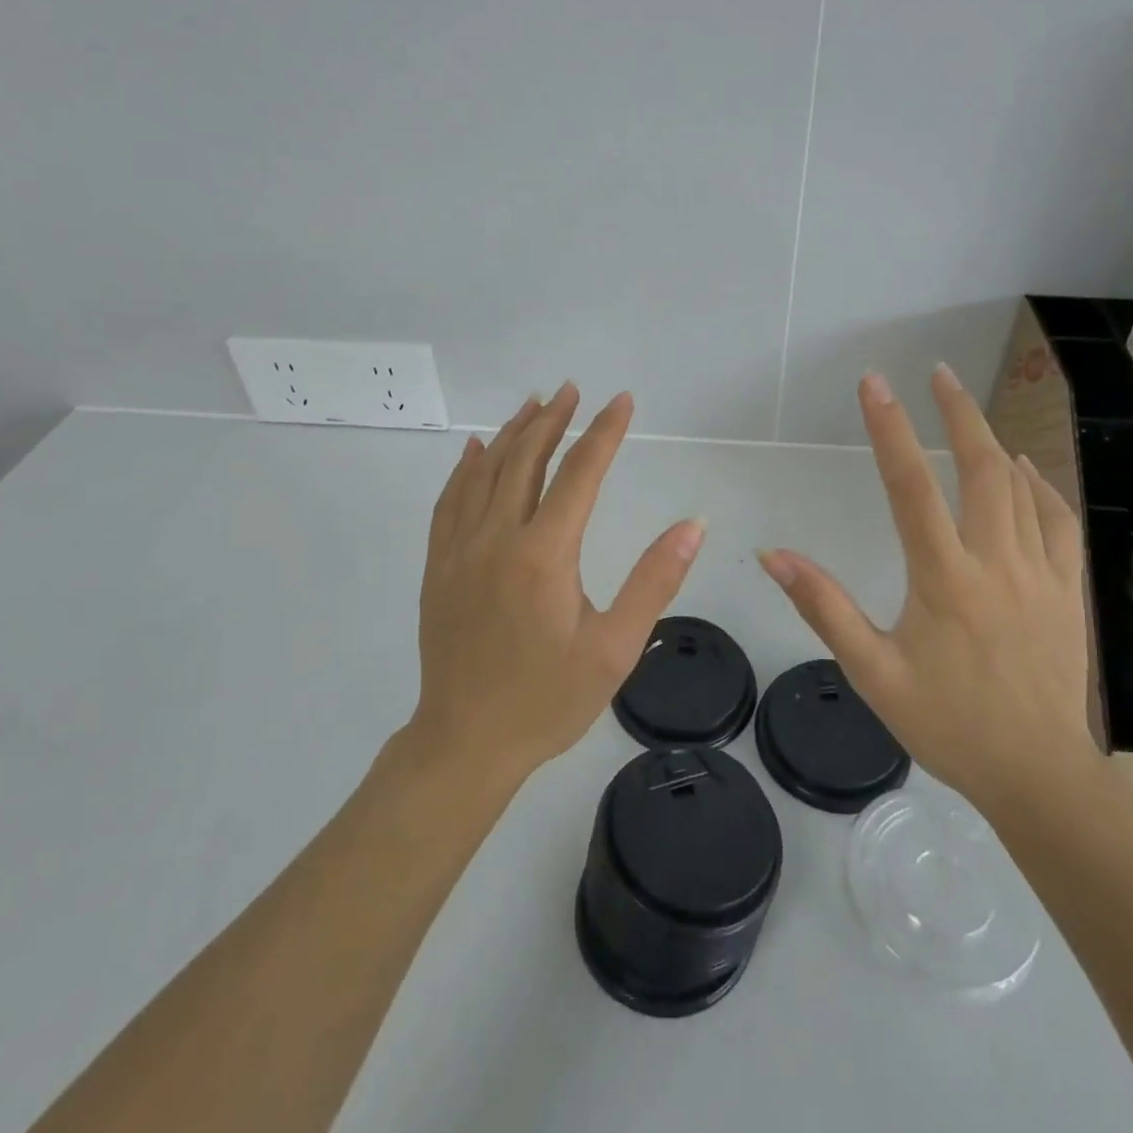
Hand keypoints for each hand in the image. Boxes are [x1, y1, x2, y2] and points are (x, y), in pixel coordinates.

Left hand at [412, 382, 706, 784]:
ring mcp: (460, 550)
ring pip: (485, 472)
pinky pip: (450, 501)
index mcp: (544, 554)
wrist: (465, 742)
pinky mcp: (438, 566)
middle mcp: (497, 538)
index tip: (621, 401)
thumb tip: (693, 525)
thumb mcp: (616, 648)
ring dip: (511, 433)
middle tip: (573, 390)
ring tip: (534, 404)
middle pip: (526, 460)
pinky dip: (466, 468)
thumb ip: (655, 580)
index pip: (579, 474)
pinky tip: (475, 450)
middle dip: (554, 420)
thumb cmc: (548, 700)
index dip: (603, 432)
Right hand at [758, 366, 1095, 815]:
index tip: (875, 384)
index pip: (911, 486)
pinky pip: (1057, 522)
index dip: (890, 429)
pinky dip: (1040, 487)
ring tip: (969, 411)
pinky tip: (1026, 472)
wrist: (1038, 774)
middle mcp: (995, 562)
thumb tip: (773, 555)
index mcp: (944, 578)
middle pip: (981, 468)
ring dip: (993, 442)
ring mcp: (1040, 573)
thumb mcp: (872, 672)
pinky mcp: (1068, 591)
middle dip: (958, 413)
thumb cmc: (947, 723)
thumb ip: (823, 607)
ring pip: (1020, 488)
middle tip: (937, 373)